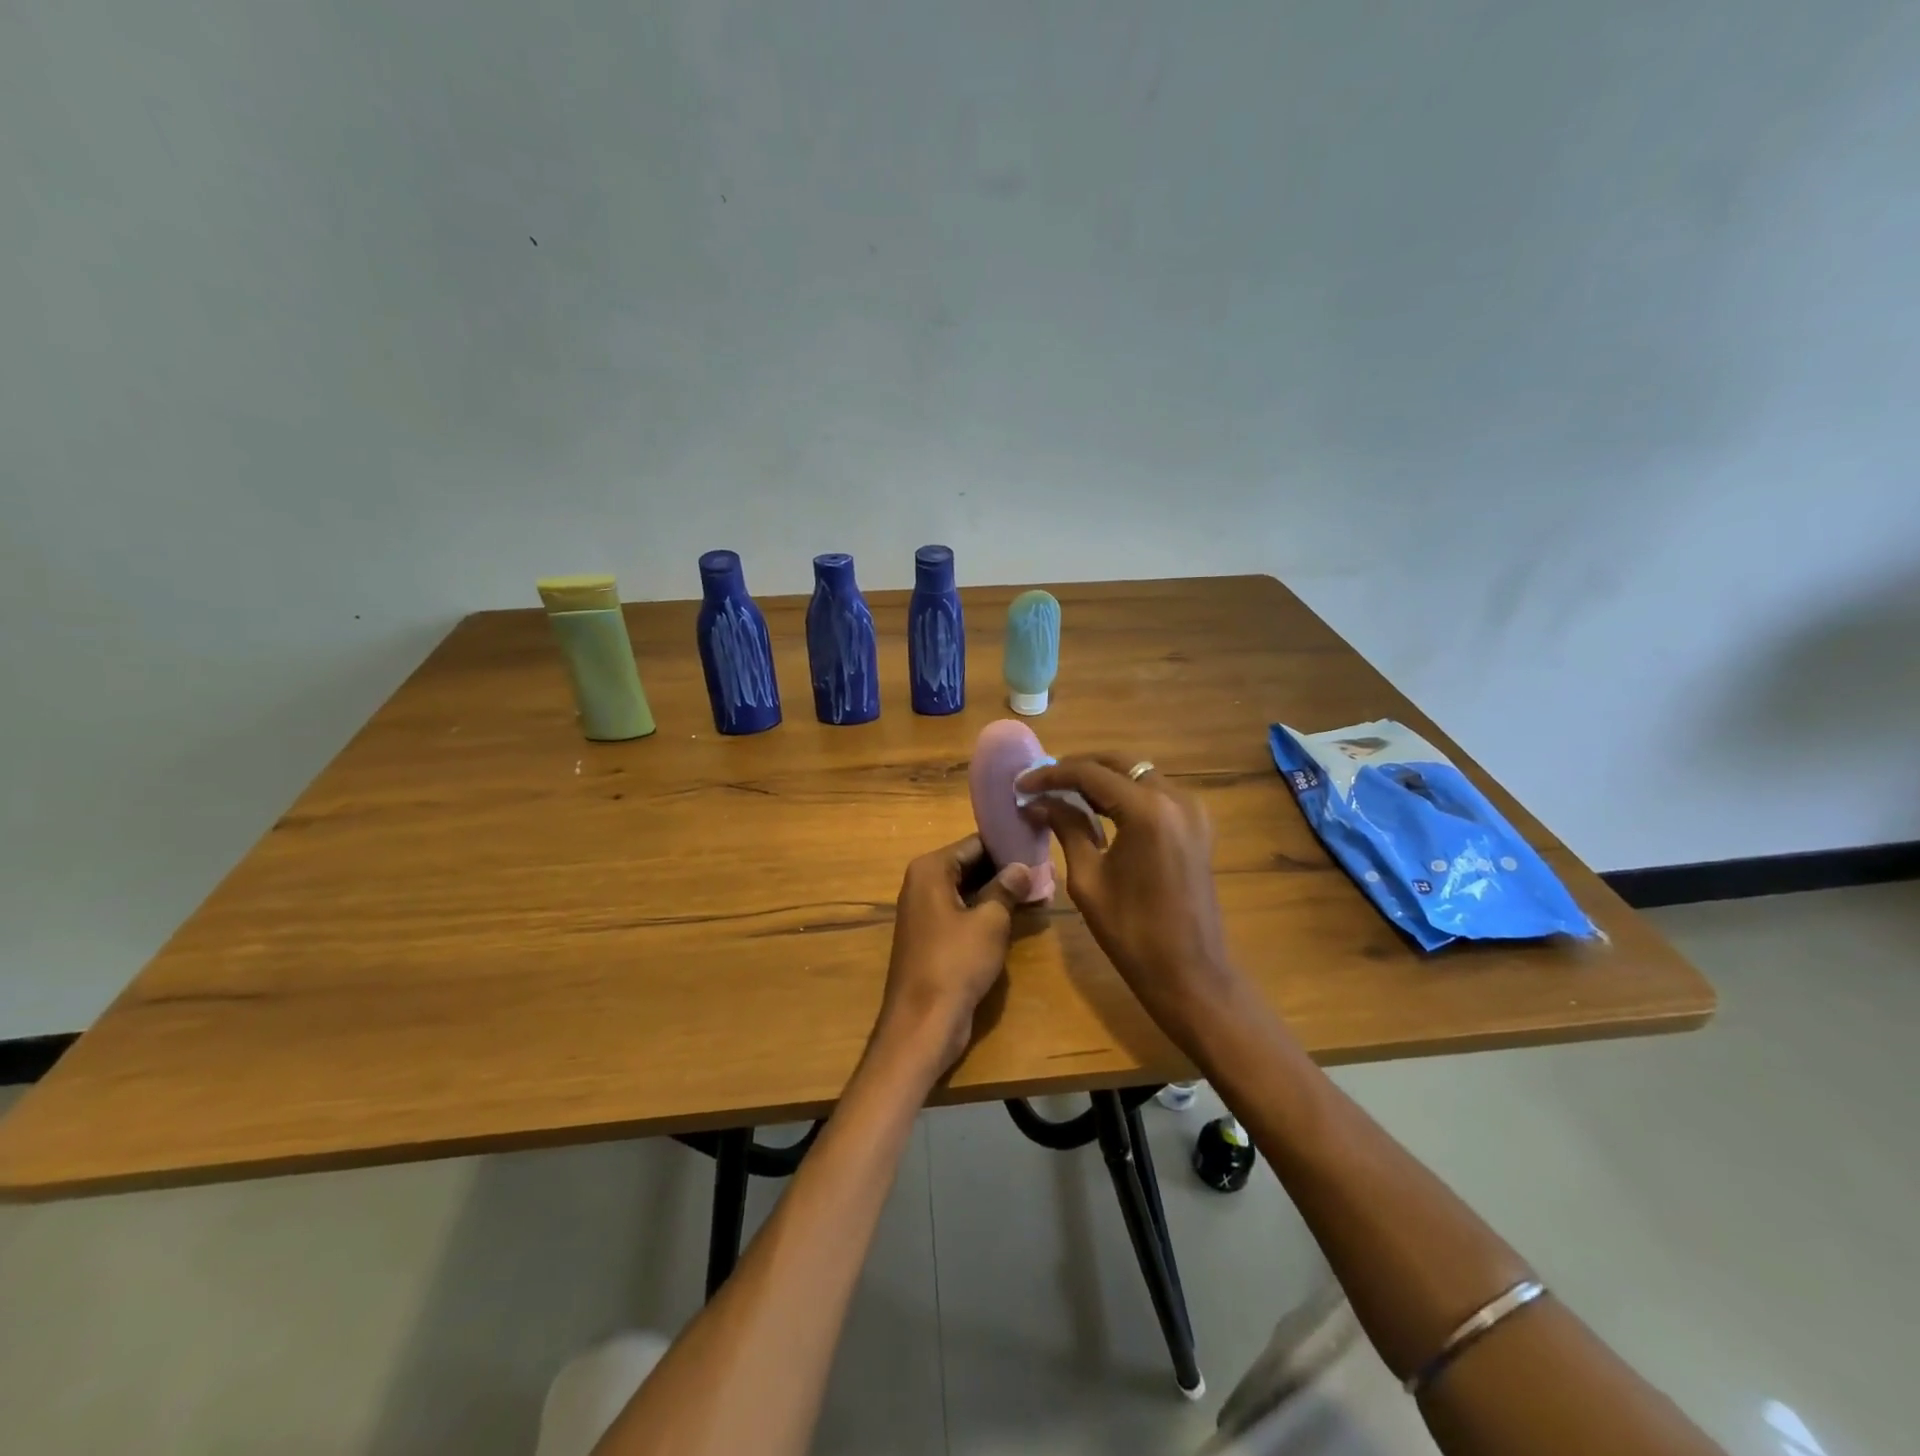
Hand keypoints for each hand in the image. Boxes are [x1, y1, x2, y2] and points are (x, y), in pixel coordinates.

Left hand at [879, 836, 1031, 1072]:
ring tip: (1040, 890)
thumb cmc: (956, 962)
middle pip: (970, 865)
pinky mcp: (932, 936)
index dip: (1007, 845)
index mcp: (930, 869)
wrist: (923, 1022)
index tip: (1038, 846)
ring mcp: (925, 911)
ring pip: (969, 890)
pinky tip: (1019, 915)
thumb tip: (1023, 867)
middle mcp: (923, 883)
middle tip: (1045, 870)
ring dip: (1000, 892)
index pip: (975, 843)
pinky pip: (963, 913)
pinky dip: (987, 912)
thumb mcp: (990, 921)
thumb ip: (1007, 888)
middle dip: (1006, 869)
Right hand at [1016, 755, 1237, 1038]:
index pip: (1090, 774)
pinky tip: (1099, 809)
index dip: (1051, 775)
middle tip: (1042, 783)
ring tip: (1064, 794)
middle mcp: (1174, 799)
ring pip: (1138, 775)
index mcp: (1146, 811)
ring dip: (1102, 779)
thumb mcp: (1088, 879)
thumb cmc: (1132, 933)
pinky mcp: (1197, 826)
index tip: (1021, 784)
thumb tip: (1040, 802)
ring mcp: (1192, 811)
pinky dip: (1125, 793)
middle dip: (1078, 768)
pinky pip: (1155, 794)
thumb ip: (1067, 829)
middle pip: (1119, 764)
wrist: (1191, 973)